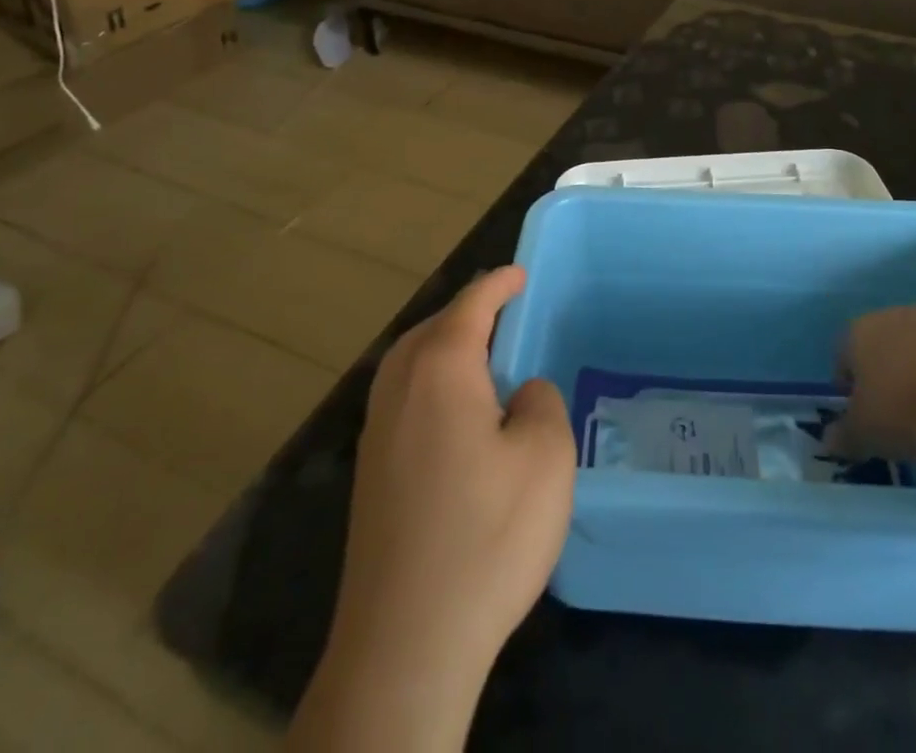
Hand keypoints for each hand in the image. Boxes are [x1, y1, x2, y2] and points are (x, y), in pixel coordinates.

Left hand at [328, 265, 573, 694]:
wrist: (405, 643)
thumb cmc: (486, 535)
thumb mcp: (545, 458)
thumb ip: (541, 402)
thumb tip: (520, 394)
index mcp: (441, 368)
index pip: (472, 304)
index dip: (499, 284)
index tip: (521, 273)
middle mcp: (399, 386)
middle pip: (434, 327)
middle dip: (469, 312)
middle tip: (506, 312)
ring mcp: (376, 430)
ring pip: (412, 361)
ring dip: (447, 346)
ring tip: (484, 356)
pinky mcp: (370, 471)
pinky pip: (404, 397)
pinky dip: (433, 382)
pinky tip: (457, 415)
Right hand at [827, 304, 915, 461]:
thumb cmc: (911, 395)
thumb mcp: (869, 430)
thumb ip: (847, 438)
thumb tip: (828, 440)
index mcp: (854, 337)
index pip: (842, 368)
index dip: (851, 401)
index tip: (865, 431)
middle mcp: (888, 323)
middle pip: (886, 369)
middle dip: (894, 404)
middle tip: (905, 442)